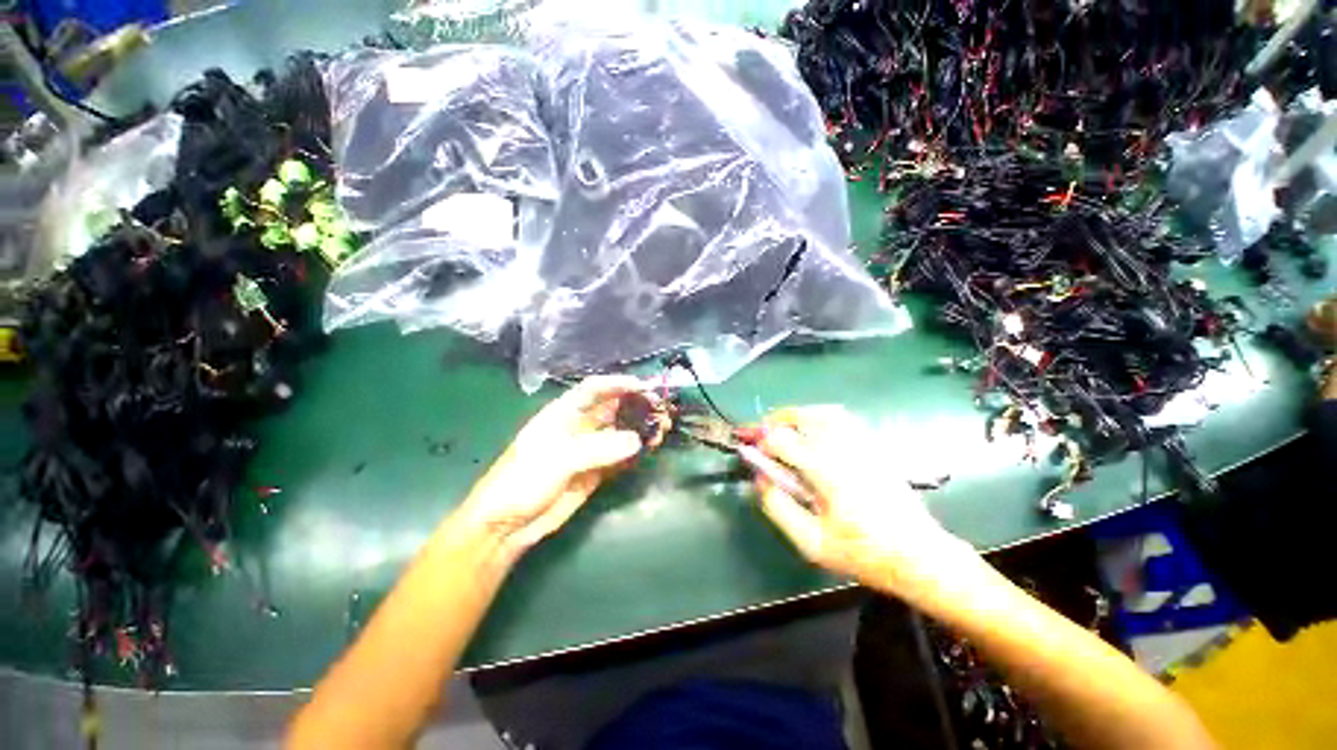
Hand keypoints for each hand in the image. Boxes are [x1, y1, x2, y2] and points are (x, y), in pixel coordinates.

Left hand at [457, 376, 662, 560]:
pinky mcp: (597, 470)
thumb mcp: (557, 460)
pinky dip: (637, 451)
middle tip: (662, 409)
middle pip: (613, 408)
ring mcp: (589, 449)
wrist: (508, 525)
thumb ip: (597, 449)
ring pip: (621, 431)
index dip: (618, 383)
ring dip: (641, 428)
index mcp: (564, 413)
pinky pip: (621, 455)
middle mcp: (580, 426)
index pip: (594, 389)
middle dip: (637, 405)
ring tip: (663, 429)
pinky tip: (651, 448)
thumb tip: (636, 441)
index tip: (644, 386)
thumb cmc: (523, 480)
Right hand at [749, 406, 974, 595]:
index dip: (762, 443)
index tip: (753, 454)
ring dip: (798, 416)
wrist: (920, 555)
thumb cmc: (863, 553)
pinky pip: (843, 419)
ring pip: (823, 412)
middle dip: (777, 421)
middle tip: (763, 434)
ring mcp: (862, 444)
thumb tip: (760, 479)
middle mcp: (843, 449)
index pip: (782, 440)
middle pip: (803, 416)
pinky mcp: (875, 447)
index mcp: (826, 471)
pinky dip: (820, 418)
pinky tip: (814, 433)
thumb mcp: (811, 542)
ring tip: (785, 430)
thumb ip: (778, 507)